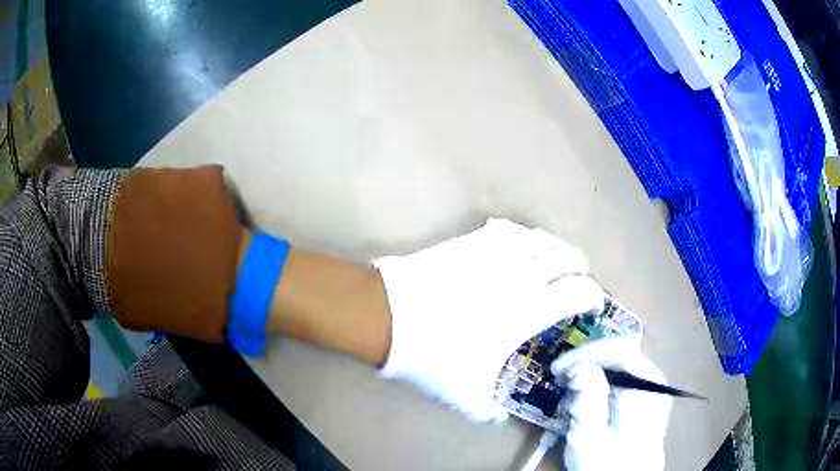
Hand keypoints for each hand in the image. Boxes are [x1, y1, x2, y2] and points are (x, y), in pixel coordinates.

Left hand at [373, 218, 603, 420]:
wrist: (387, 316)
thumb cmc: (432, 355)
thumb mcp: (464, 396)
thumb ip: (487, 411)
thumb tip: (498, 417)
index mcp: (526, 311)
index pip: (576, 293)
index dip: (592, 296)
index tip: (593, 305)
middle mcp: (518, 276)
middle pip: (563, 257)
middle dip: (578, 266)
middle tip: (579, 277)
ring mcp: (492, 254)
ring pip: (538, 238)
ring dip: (554, 246)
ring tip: (555, 256)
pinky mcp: (468, 242)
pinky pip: (505, 229)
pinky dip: (520, 234)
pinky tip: (518, 242)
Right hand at [551, 339, 671, 470]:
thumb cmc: (607, 466)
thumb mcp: (590, 438)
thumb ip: (587, 401)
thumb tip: (580, 366)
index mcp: (646, 389)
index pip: (620, 351)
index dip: (587, 353)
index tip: (559, 367)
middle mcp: (654, 384)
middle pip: (621, 355)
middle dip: (588, 363)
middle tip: (561, 379)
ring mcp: (652, 391)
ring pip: (621, 367)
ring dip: (593, 374)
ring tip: (569, 393)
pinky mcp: (647, 401)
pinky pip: (623, 380)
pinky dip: (601, 385)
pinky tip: (586, 402)